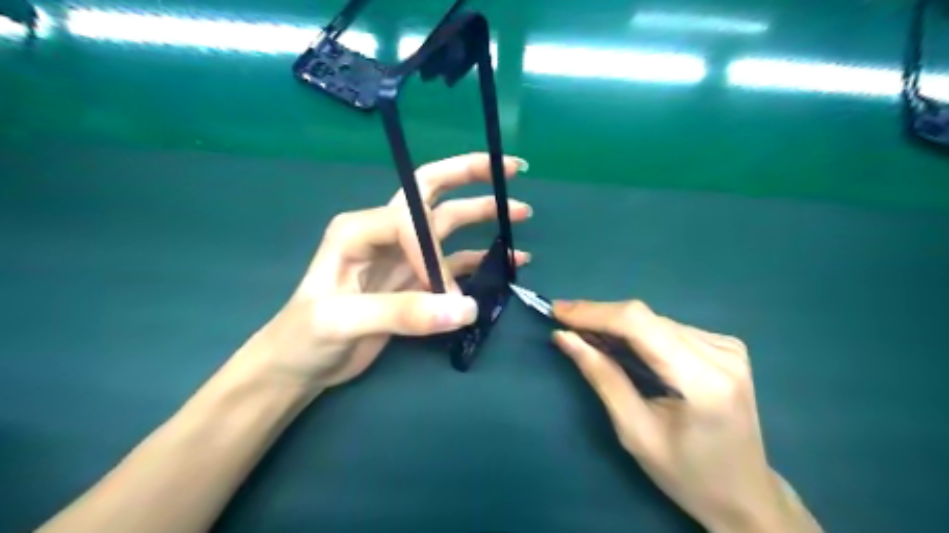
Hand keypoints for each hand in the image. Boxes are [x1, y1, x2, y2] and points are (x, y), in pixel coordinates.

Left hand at [241, 153, 533, 389]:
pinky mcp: (416, 280)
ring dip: (484, 216)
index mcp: (360, 228)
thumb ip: (403, 312)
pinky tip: (510, 260)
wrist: (300, 365)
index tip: (443, 292)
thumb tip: (467, 308)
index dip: (432, 252)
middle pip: (432, 192)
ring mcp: (404, 256)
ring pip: (449, 226)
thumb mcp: (344, 321)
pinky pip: (455, 263)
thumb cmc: (306, 336)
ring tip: (520, 213)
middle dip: (470, 176)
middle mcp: (385, 232)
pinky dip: (482, 259)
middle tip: (510, 169)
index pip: (410, 219)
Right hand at [554, 302, 819, 531]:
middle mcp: (721, 353)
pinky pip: (668, 328)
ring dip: (616, 324)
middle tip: (563, 320)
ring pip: (654, 320)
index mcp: (702, 380)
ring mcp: (728, 347)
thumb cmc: (686, 475)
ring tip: (586, 335)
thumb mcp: (634, 432)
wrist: (746, 495)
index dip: (594, 312)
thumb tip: (564, 337)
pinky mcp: (726, 347)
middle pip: (646, 317)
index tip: (557, 310)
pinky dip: (638, 333)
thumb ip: (601, 377)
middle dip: (599, 317)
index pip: (639, 324)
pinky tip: (622, 345)